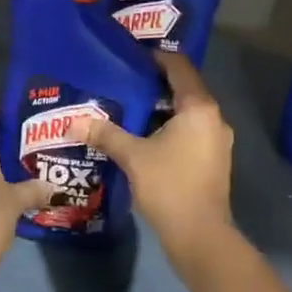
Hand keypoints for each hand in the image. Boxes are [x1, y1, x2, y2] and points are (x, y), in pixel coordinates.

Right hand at [85, 54, 235, 270]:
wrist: (200, 236)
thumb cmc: (169, 186)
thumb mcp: (133, 156)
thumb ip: (106, 134)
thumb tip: (74, 121)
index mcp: (199, 107)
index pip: (180, 67)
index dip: (157, 57)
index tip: (132, 56)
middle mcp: (214, 118)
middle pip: (184, 88)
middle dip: (155, 84)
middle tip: (124, 79)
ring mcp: (217, 141)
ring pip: (187, 112)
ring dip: (161, 108)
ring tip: (129, 106)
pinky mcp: (213, 160)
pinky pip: (190, 131)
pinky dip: (169, 127)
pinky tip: (144, 135)